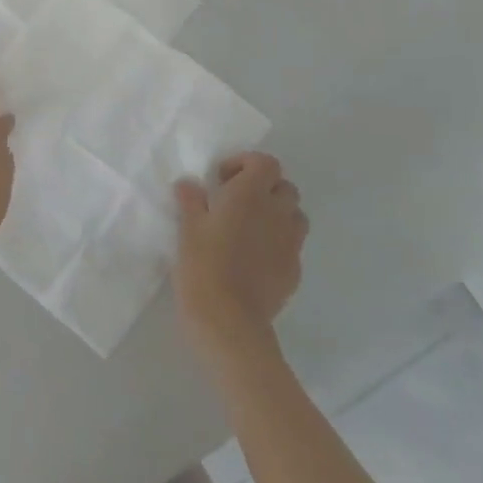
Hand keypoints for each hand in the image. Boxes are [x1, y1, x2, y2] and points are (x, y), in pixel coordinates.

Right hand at [174, 153, 306, 357]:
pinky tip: (254, 259)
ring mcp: (290, 243)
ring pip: (294, 215)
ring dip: (276, 214)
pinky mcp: (294, 270)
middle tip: (235, 203)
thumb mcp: (187, 228)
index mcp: (251, 194)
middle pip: (284, 187)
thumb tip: (189, 184)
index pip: (265, 162)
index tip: (222, 180)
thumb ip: (191, 200)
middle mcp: (277, 212)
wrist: (229, 320)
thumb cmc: (203, 265)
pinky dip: (277, 243)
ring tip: (249, 229)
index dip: (245, 163)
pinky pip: (291, 246)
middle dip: (264, 189)